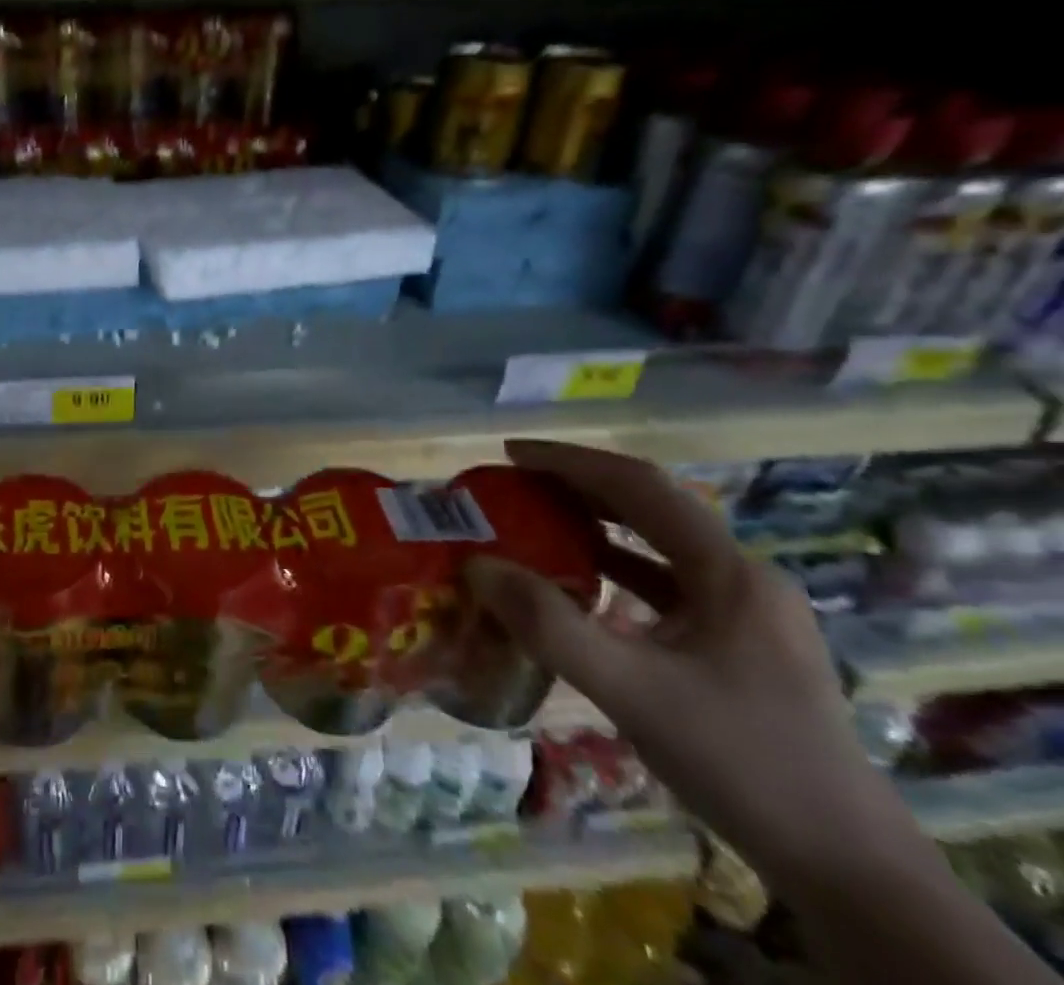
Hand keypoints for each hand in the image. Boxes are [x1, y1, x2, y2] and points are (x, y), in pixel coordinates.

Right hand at [467, 439, 913, 891]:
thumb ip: (550, 626)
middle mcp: (743, 578)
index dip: (570, 461)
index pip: (640, 486)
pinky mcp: (741, 646)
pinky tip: (580, 587)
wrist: (850, 874)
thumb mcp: (633, 693)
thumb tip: (477, 565)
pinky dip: (616, 572)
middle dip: (578, 489)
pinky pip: (666, 586)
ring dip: (595, 528)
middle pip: (651, 509)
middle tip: (514, 487)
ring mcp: (747, 614)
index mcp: (730, 572)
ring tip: (534, 524)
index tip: (510, 454)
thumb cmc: (743, 764)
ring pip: (658, 547)